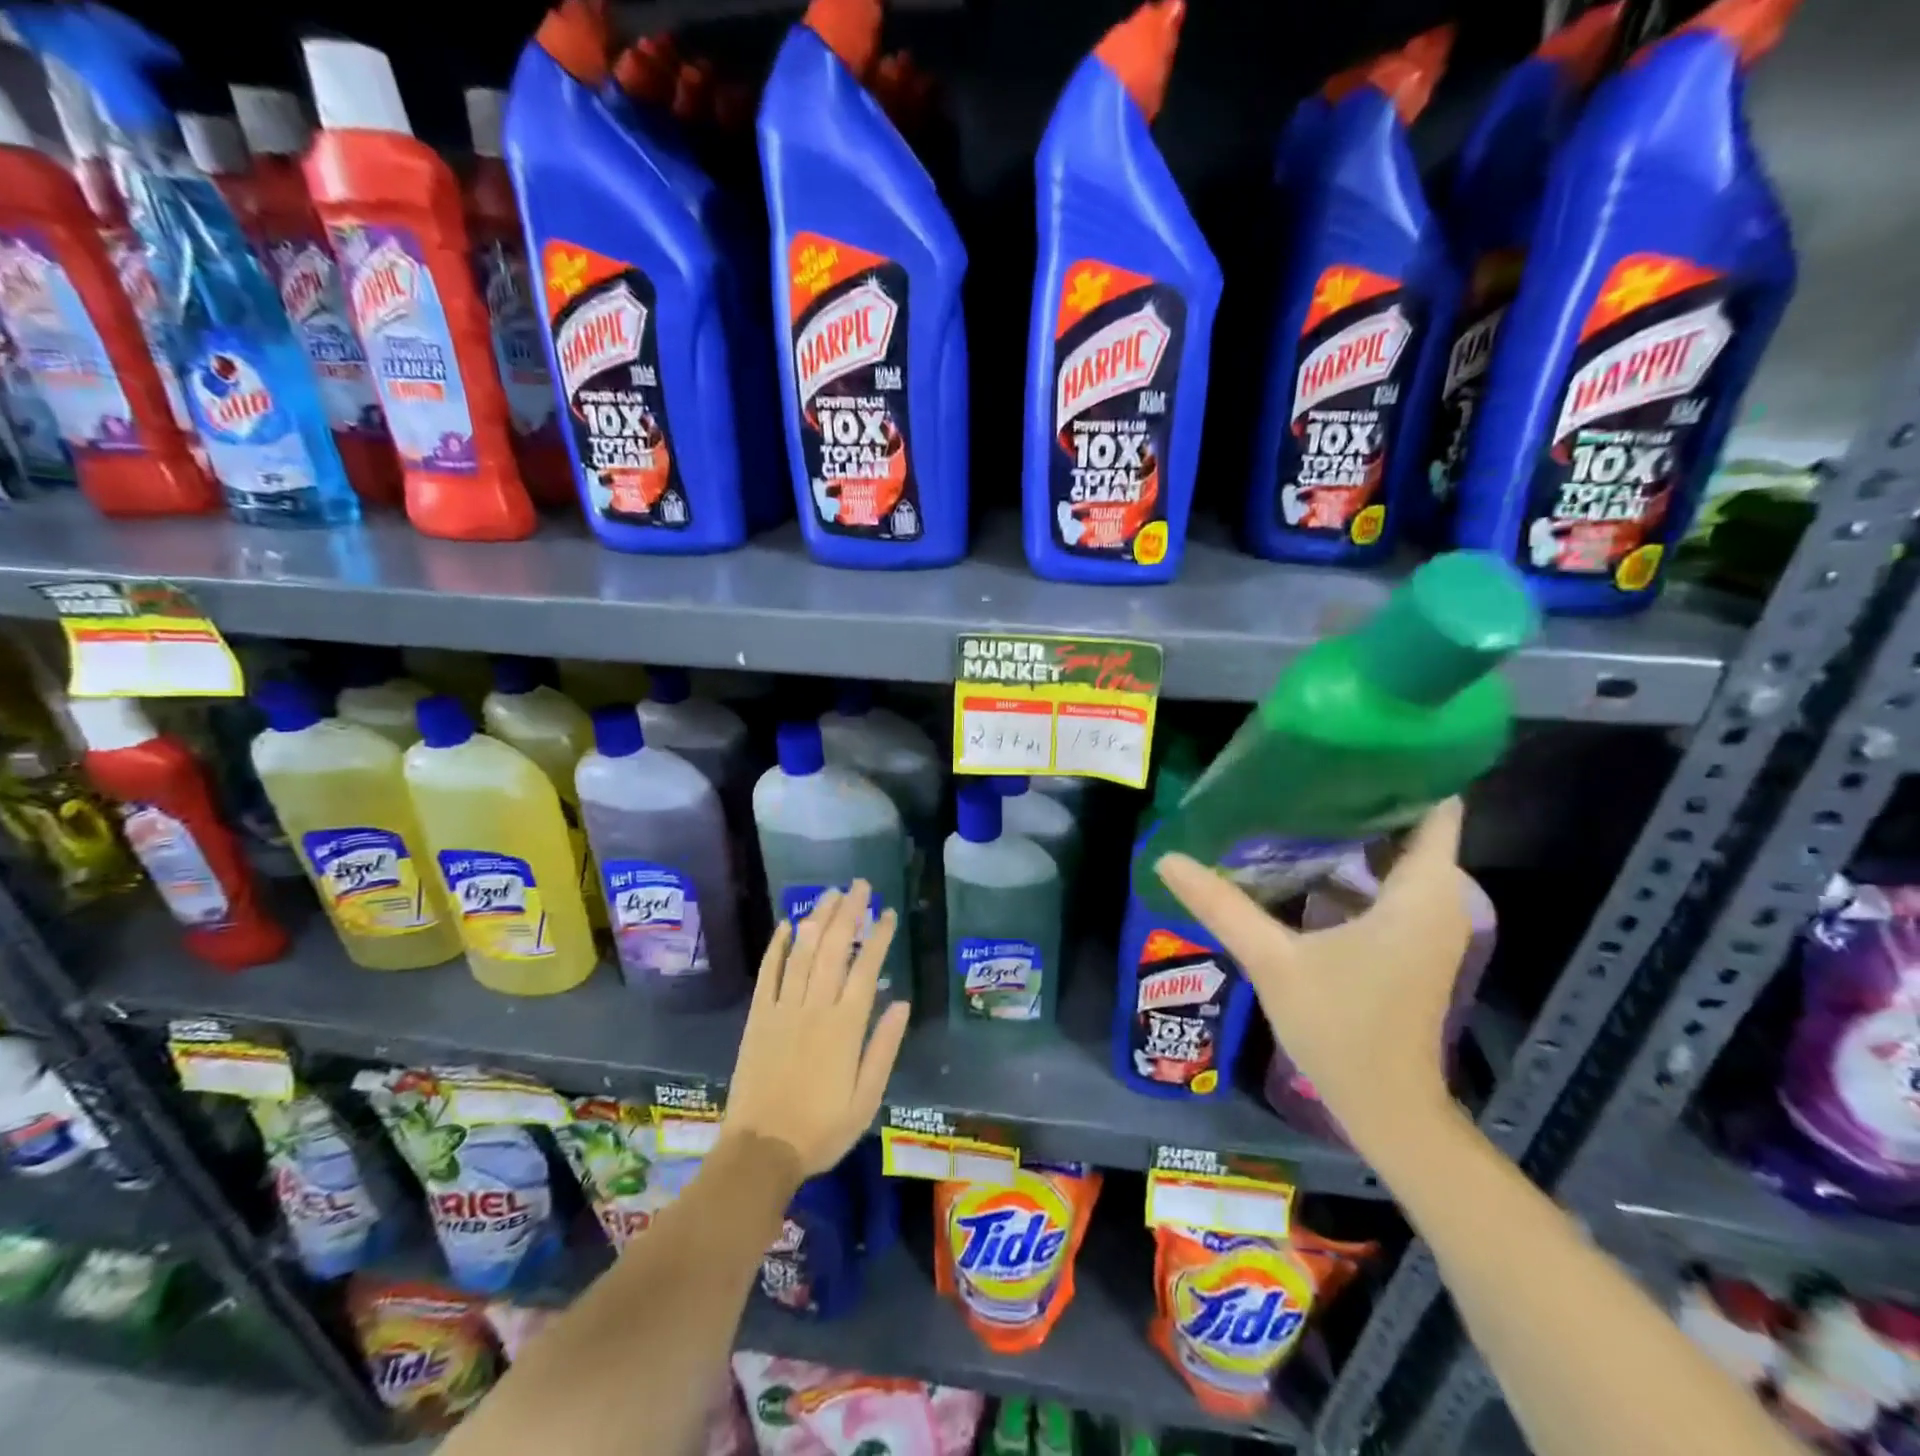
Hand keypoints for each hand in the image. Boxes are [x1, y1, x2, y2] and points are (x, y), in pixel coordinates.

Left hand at [723, 882, 911, 1178]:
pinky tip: (785, 925)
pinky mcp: (758, 1017)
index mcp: (845, 1027)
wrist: (761, 1151)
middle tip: (860, 885)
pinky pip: (768, 974)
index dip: (879, 937)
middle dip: (849, 912)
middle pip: (833, 949)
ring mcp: (782, 1009)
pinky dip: (776, 947)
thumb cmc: (821, 1129)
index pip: (866, 968)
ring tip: (830, 893)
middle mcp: (814, 1008)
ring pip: (802, 952)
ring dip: (817, 918)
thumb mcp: (867, 1099)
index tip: (888, 913)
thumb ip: (884, 1048)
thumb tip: (902, 1003)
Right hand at [1155, 800, 1471, 1152]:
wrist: (1386, 1108)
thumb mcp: (1272, 960)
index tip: (1351, 740)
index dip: (1404, 768)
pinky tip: (1299, 861)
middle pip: (1411, 825)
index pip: (1437, 806)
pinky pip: (1386, 886)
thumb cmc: (1340, 1028)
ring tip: (1293, 802)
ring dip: (1352, 832)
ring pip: (1396, 857)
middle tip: (1301, 768)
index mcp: (1420, 893)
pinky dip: (1352, 868)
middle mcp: (1436, 900)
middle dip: (1361, 794)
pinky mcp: (1410, 944)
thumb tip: (1166, 857)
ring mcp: (1426, 924)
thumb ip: (1221, 905)